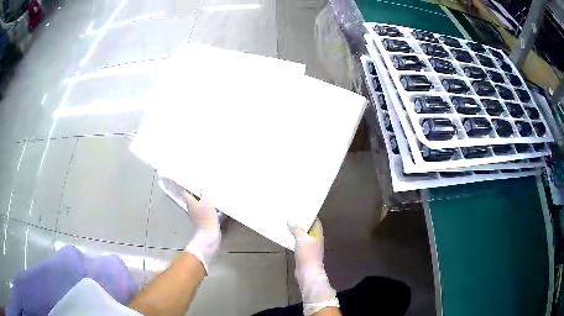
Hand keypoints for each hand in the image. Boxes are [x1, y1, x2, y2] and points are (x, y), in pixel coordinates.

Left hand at [183, 191, 220, 273]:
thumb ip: (205, 196)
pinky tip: (207, 205)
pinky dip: (202, 206)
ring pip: (194, 203)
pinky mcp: (199, 220)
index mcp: (190, 202)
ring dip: (197, 199)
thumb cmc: (207, 218)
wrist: (209, 235)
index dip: (180, 185)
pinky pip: (200, 209)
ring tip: (201, 193)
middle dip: (189, 192)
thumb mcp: (208, 204)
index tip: (176, 180)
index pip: (183, 191)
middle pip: (188, 198)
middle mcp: (190, 208)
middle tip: (191, 185)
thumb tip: (202, 190)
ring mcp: (194, 215)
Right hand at [289, 219, 338, 315]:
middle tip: (291, 215)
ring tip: (287, 224)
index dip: (309, 215)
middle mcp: (315, 239)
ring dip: (296, 231)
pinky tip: (287, 237)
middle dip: (301, 222)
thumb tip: (291, 220)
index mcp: (318, 234)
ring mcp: (310, 247)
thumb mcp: (301, 239)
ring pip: (303, 236)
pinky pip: (298, 243)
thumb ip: (297, 229)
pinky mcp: (304, 254)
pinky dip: (294, 239)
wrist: (307, 273)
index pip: (315, 221)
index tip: (300, 209)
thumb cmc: (308, 255)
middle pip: (309, 228)